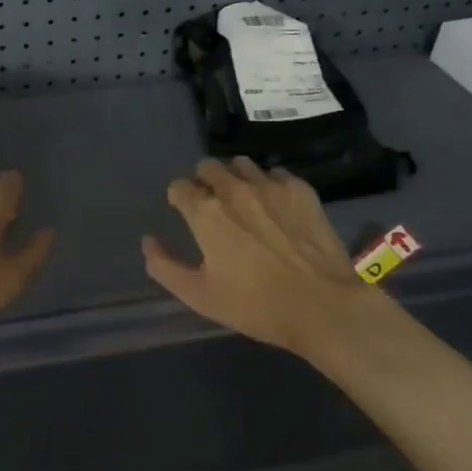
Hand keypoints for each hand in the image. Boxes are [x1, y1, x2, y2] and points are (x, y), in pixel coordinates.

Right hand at [142, 157, 393, 355]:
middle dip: (204, 182)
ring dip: (236, 178)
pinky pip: (275, 173)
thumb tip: (148, 242)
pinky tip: (276, 208)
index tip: (185, 213)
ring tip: (245, 202)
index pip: (179, 186)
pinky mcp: (300, 189)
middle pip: (208, 167)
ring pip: (241, 165)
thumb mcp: (200, 296)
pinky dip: (269, 184)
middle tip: (214, 207)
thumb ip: (165, 267)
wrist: (323, 306)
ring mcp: (270, 185)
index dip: (178, 199)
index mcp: (205, 212)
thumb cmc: (255, 306)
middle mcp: (233, 188)